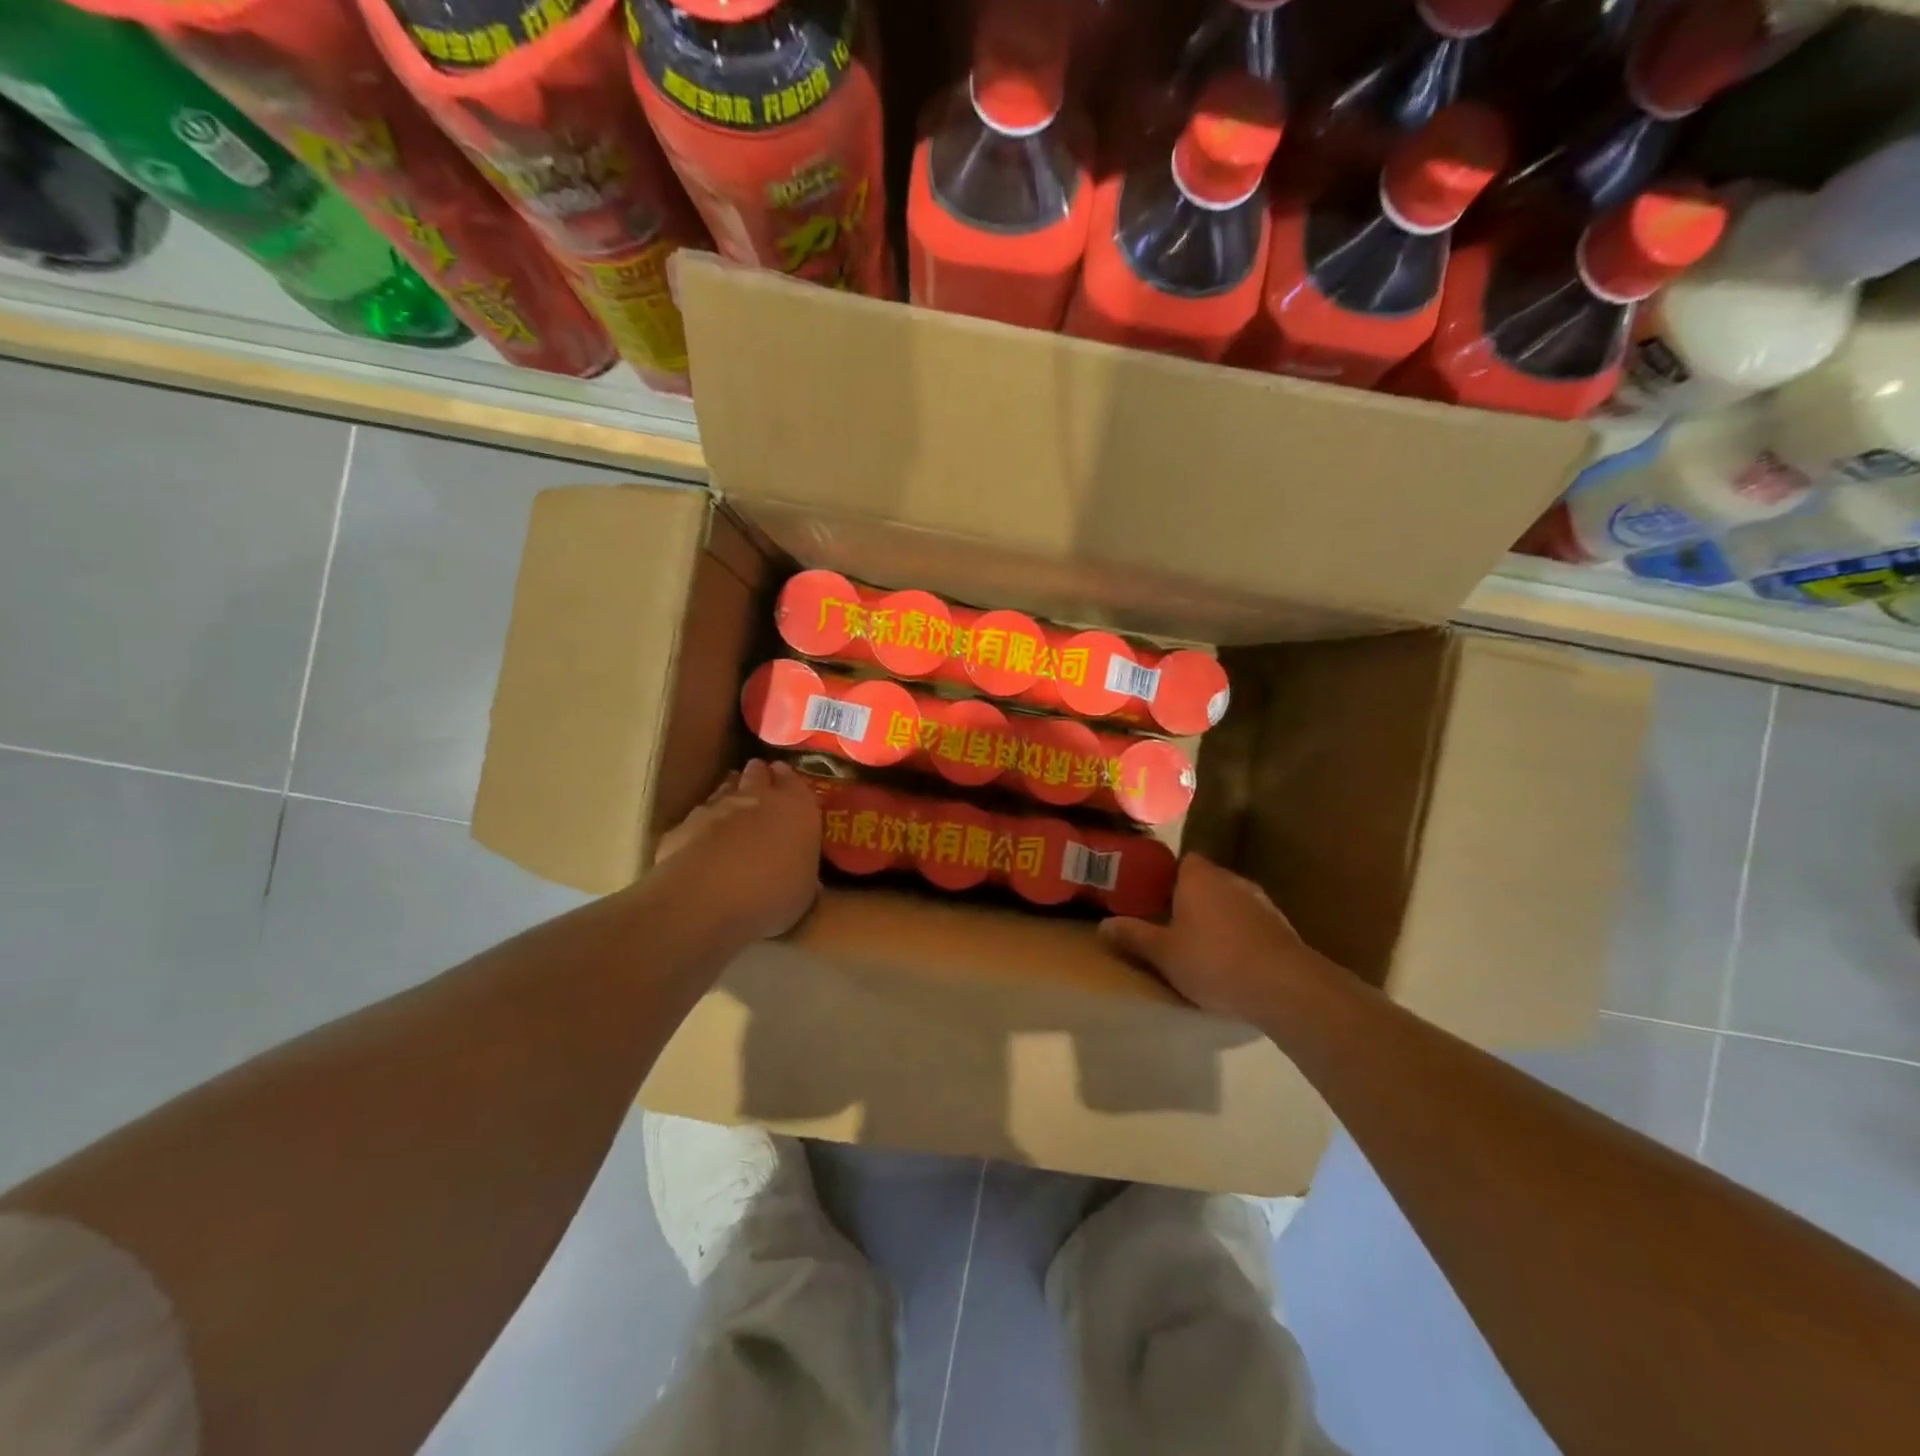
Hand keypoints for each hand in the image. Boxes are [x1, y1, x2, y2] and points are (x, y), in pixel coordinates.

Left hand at [653, 759, 820, 944]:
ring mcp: (716, 808)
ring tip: (733, 807)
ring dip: (730, 794)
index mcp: (796, 808)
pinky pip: (697, 818)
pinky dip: (703, 824)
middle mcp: (757, 798)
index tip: (785, 779)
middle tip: (761, 785)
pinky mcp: (683, 825)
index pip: (795, 780)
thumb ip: (803, 871)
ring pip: (725, 789)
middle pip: (757, 774)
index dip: (789, 780)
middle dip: (759, 777)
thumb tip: (804, 875)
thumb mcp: (804, 890)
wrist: (708, 899)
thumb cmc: (772, 894)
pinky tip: (702, 840)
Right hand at [1100, 854, 1334, 1023]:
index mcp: (1199, 877)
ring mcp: (1261, 902)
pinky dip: (1241, 936)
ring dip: (1219, 918)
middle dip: (1192, 899)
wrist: (1284, 986)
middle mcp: (1231, 880)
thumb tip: (1103, 925)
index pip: (1183, 860)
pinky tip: (1234, 961)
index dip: (1169, 876)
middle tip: (1172, 923)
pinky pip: (1251, 924)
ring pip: (1231, 902)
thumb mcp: (1163, 953)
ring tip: (1202, 945)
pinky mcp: (1282, 928)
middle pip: (1207, 881)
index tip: (1155, 896)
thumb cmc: (1213, 961)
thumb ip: (1133, 936)